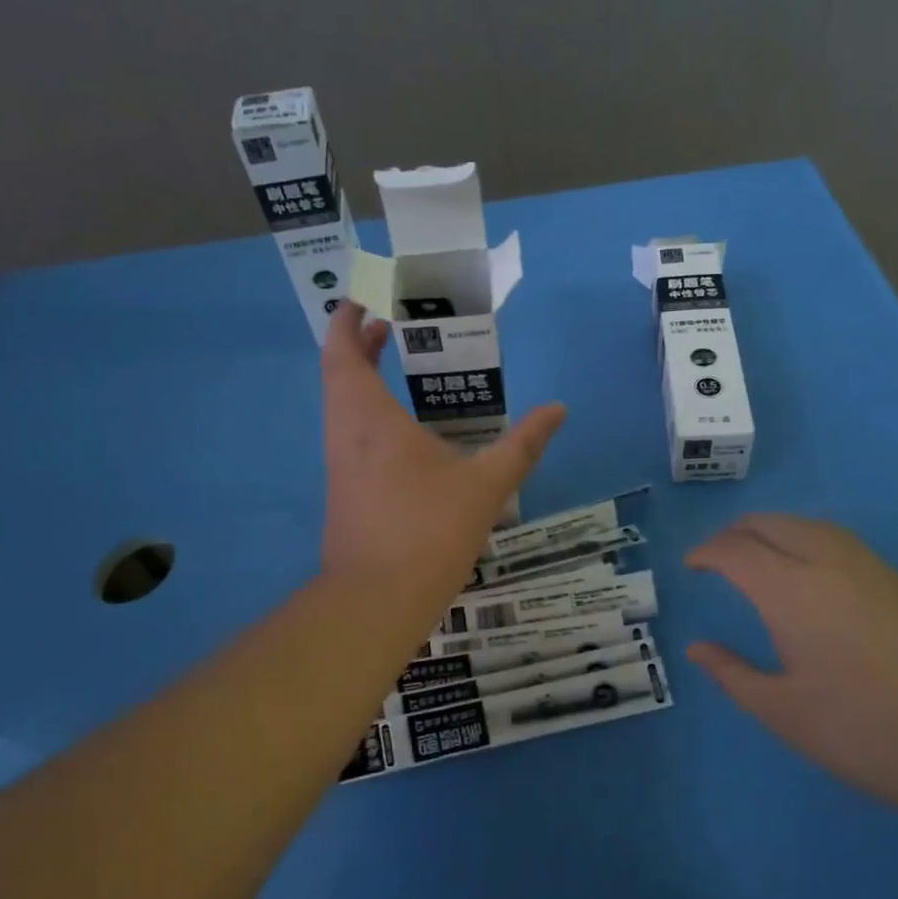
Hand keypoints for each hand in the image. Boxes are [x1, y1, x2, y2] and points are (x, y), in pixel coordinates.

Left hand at [321, 303, 565, 617]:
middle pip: (339, 374)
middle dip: (359, 345)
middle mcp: (345, 433)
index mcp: (370, 417)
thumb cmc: (429, 530)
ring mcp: (340, 465)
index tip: (365, 298)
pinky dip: (366, 412)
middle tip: (390, 327)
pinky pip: (349, 434)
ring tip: (396, 367)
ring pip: (341, 406)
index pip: (344, 351)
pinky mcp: (344, 492)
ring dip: (361, 379)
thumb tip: (558, 409)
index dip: (348, 320)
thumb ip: (523, 443)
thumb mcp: (487, 484)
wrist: (376, 601)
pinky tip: (401, 430)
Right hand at [686, 514, 897, 808]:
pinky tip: (811, 574)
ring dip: (773, 531)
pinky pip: (838, 540)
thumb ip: (731, 673)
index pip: (735, 550)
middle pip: (771, 524)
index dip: (706, 552)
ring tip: (759, 558)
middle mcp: (827, 562)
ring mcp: (870, 567)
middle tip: (718, 559)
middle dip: (736, 533)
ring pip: (808, 525)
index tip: (691, 565)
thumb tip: (697, 649)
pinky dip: (807, 540)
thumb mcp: (781, 710)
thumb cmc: (860, 732)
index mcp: (790, 589)